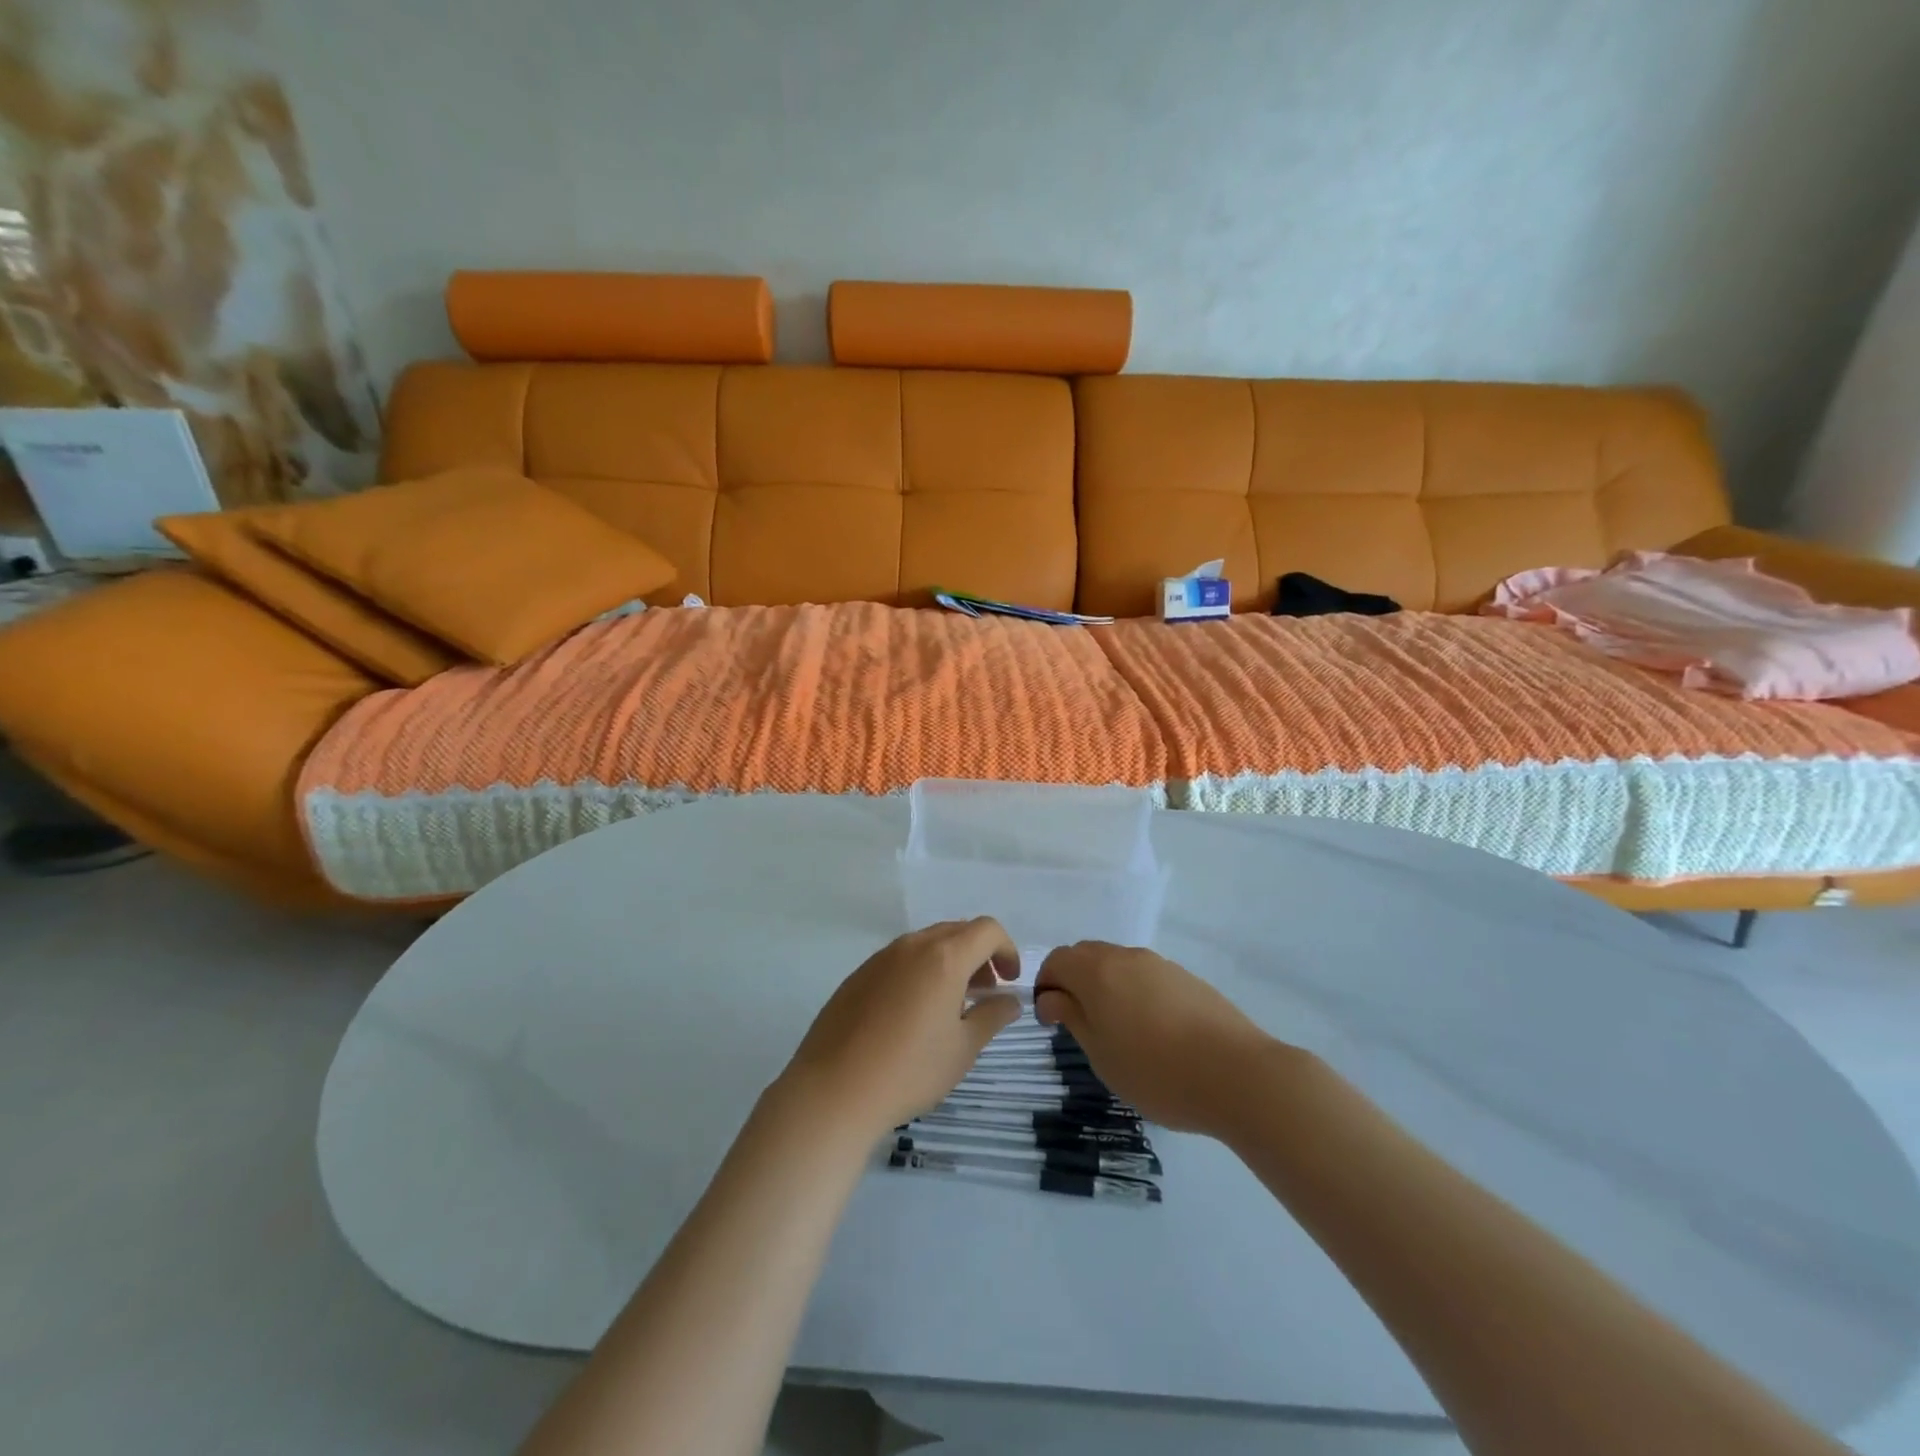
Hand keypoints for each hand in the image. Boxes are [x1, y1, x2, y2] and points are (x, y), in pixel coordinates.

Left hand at [779, 918, 1022, 1140]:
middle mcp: (912, 946)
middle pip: (956, 931)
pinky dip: (919, 972)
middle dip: (979, 955)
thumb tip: (1009, 1000)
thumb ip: (992, 1016)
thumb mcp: (963, 1048)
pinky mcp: (858, 975)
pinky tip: (912, 1014)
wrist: (834, 1090)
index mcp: (944, 957)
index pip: (986, 930)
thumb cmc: (910, 1070)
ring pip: (926, 944)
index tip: (1009, 981)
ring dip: (948, 962)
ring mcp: (880, 958)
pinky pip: (900, 960)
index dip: (1006, 949)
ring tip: (950, 1005)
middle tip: (985, 993)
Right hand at [1035, 942, 1281, 1134]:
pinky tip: (1151, 1030)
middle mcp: (1125, 956)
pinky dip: (1133, 992)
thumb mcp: (1101, 1054)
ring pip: (1117, 964)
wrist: (1237, 1074)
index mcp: (1097, 971)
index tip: (1050, 1020)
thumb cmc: (1156, 1071)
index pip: (1056, 960)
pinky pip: (1145, 975)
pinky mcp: (1186, 978)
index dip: (1045, 986)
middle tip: (1078, 1023)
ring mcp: (1159, 964)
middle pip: (1085, 955)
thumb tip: (1052, 997)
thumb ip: (1072, 1018)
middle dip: (1073, 981)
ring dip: (1105, 986)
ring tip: (1116, 1029)